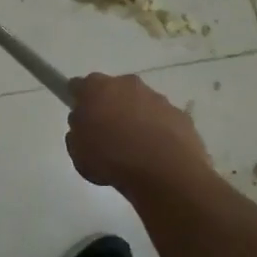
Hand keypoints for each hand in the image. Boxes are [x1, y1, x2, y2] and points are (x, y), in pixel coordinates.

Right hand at [66, 73, 210, 191]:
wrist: (165, 172)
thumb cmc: (111, 159)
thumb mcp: (77, 152)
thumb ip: (77, 133)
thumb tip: (85, 127)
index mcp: (96, 88)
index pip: (78, 86)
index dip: (78, 101)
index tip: (80, 118)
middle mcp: (126, 84)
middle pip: (112, 90)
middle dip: (109, 107)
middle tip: (106, 135)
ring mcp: (156, 97)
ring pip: (139, 103)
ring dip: (135, 118)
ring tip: (135, 150)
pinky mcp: (179, 114)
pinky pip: (161, 120)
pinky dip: (157, 131)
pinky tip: (156, 155)